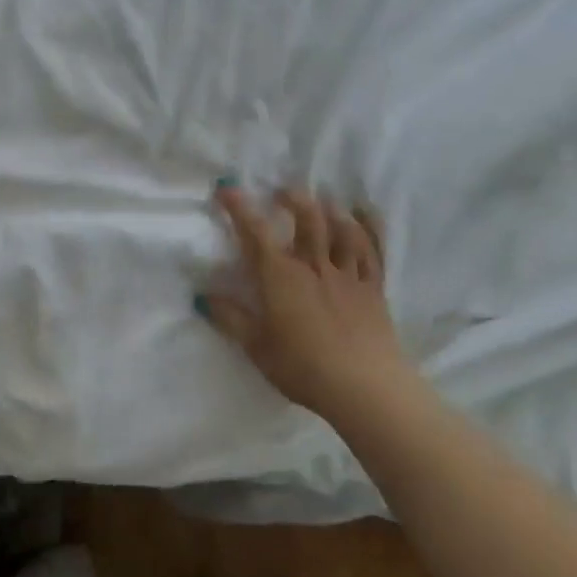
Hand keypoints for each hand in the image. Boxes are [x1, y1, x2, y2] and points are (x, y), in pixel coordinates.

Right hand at [198, 186, 409, 420]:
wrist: (366, 388)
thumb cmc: (304, 368)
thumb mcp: (258, 347)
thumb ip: (231, 319)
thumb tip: (203, 295)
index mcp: (281, 276)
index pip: (255, 232)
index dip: (239, 207)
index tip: (227, 188)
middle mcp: (314, 265)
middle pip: (306, 220)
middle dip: (293, 199)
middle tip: (283, 191)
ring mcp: (347, 275)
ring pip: (340, 230)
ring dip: (331, 209)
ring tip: (324, 199)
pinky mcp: (373, 289)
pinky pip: (372, 251)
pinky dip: (369, 229)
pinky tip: (365, 215)